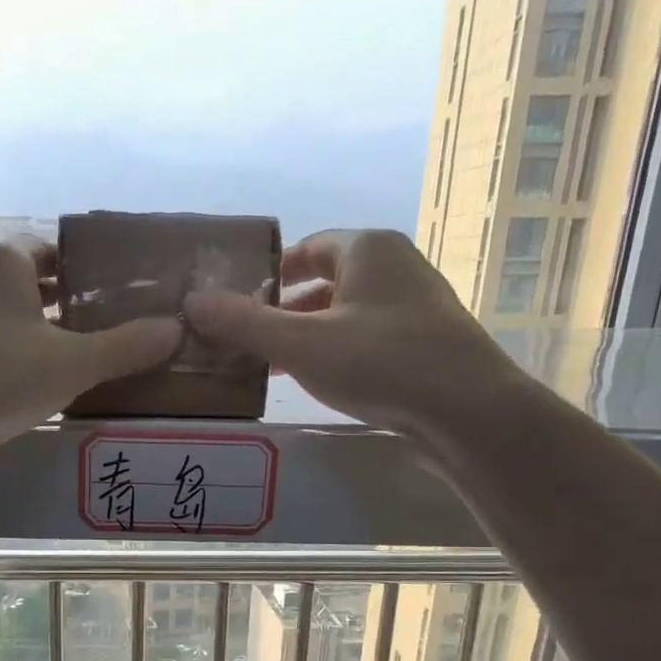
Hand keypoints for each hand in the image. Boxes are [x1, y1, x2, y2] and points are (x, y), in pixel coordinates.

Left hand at [0, 237, 181, 455]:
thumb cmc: (1, 378)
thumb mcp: (75, 363)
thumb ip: (127, 346)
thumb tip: (175, 330)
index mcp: (1, 263)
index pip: (50, 250)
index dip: (83, 269)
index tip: (113, 294)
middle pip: (27, 284)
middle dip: (64, 304)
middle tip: (105, 329)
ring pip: (5, 319)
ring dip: (37, 334)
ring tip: (79, 361)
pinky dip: (12, 359)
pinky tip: (36, 388)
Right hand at [184, 228, 528, 450]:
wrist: (469, 412)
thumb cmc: (382, 363)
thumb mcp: (302, 344)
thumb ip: (244, 323)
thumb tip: (192, 302)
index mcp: (368, 249)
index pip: (306, 248)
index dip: (268, 273)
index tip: (237, 301)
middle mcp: (395, 267)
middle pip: (325, 281)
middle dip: (284, 309)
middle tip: (246, 338)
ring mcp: (416, 306)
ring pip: (346, 312)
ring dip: (308, 334)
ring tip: (273, 365)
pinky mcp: (426, 342)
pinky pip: (366, 337)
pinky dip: (336, 351)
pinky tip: (320, 381)